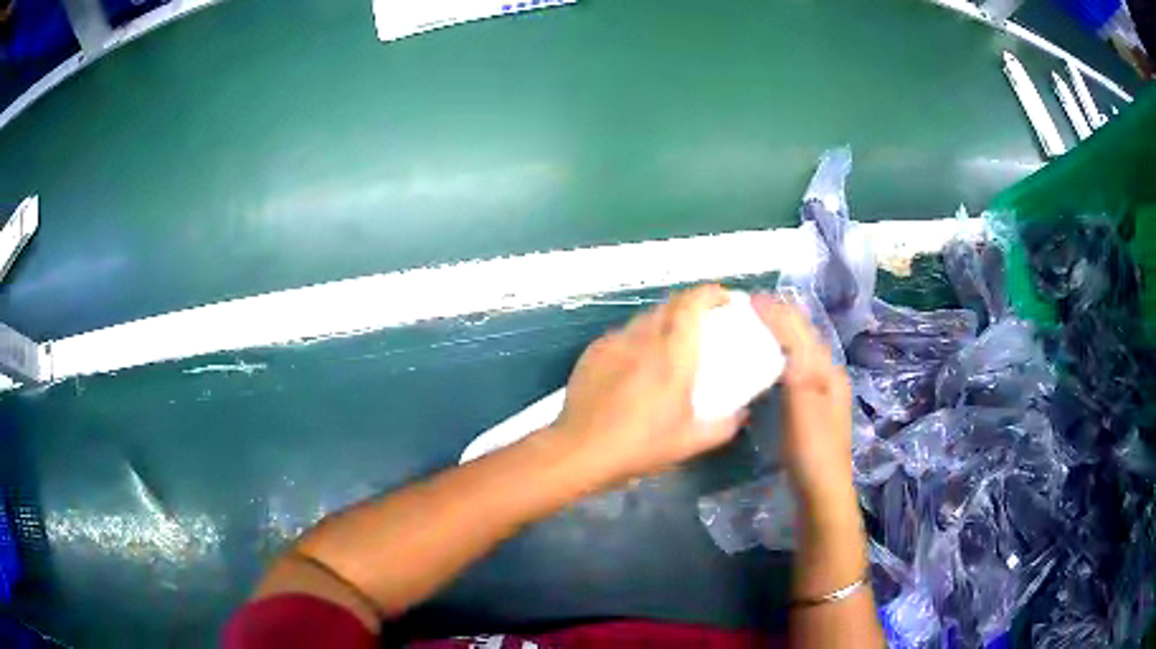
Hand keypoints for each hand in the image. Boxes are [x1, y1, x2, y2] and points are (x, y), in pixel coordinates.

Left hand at [550, 285, 748, 487]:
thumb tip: (742, 414)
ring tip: (671, 342)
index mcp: (673, 355)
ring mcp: (615, 342)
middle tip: (704, 322)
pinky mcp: (594, 351)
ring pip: (645, 318)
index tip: (724, 298)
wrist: (580, 450)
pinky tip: (637, 361)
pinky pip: (623, 334)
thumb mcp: (690, 442)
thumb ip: (724, 426)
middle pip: (670, 304)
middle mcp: (644, 339)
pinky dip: (639, 338)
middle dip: (691, 305)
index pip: (692, 304)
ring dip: (664, 321)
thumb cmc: (640, 445)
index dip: (710, 293)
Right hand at [750, 295, 854, 503]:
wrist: (822, 490)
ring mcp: (821, 391)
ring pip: (799, 350)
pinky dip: (779, 354)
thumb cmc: (812, 449)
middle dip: (779, 316)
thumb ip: (795, 364)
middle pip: (804, 336)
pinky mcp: (811, 406)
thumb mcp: (804, 404)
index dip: (775, 312)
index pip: (800, 331)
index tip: (747, 299)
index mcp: (828, 370)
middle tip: (748, 306)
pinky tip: (766, 360)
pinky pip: (794, 368)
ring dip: (779, 333)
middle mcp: (828, 374)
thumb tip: (780, 325)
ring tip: (754, 324)